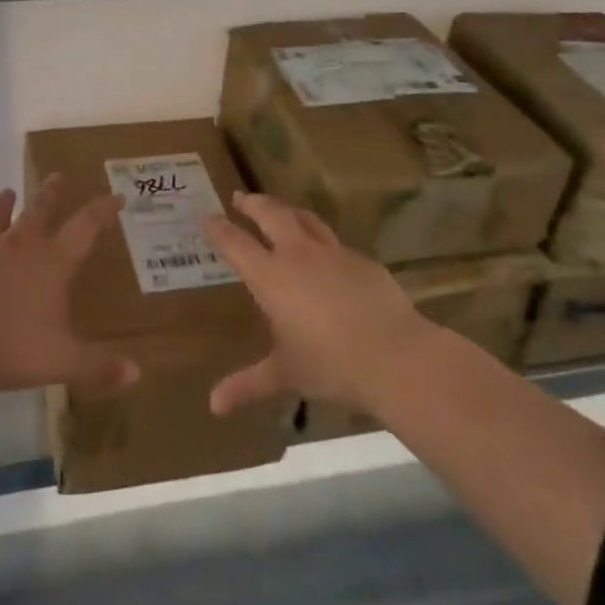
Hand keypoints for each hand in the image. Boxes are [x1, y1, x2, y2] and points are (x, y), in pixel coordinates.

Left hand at [0, 178, 138, 455]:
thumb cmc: (13, 349)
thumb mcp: (63, 361)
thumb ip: (99, 366)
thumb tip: (137, 374)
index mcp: (53, 262)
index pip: (86, 226)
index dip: (102, 210)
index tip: (115, 196)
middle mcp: (21, 244)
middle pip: (40, 209)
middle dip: (52, 193)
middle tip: (57, 175)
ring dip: (3, 204)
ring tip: (7, 192)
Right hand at [203, 192, 432, 417]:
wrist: (396, 357)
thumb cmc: (331, 365)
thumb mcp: (285, 375)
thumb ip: (248, 384)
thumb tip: (214, 406)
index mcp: (271, 276)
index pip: (236, 243)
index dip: (219, 228)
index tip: (207, 217)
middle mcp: (298, 255)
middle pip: (270, 214)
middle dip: (252, 203)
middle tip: (240, 198)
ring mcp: (333, 253)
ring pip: (304, 219)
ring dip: (286, 210)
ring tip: (279, 209)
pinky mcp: (363, 261)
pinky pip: (335, 242)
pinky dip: (320, 239)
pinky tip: (324, 252)